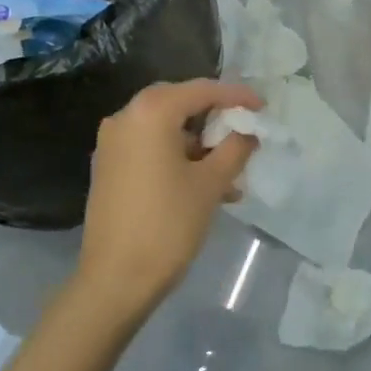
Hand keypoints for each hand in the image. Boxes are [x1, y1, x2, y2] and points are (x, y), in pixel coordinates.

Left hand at [75, 79, 262, 319]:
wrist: (114, 280)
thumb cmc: (167, 224)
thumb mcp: (210, 184)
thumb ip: (234, 148)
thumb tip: (247, 131)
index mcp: (150, 111)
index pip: (201, 90)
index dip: (235, 96)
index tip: (263, 107)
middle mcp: (125, 116)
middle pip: (179, 103)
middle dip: (214, 118)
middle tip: (243, 133)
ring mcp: (111, 142)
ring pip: (164, 128)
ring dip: (197, 144)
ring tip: (229, 173)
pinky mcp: (107, 166)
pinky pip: (148, 147)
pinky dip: (175, 156)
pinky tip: (202, 184)